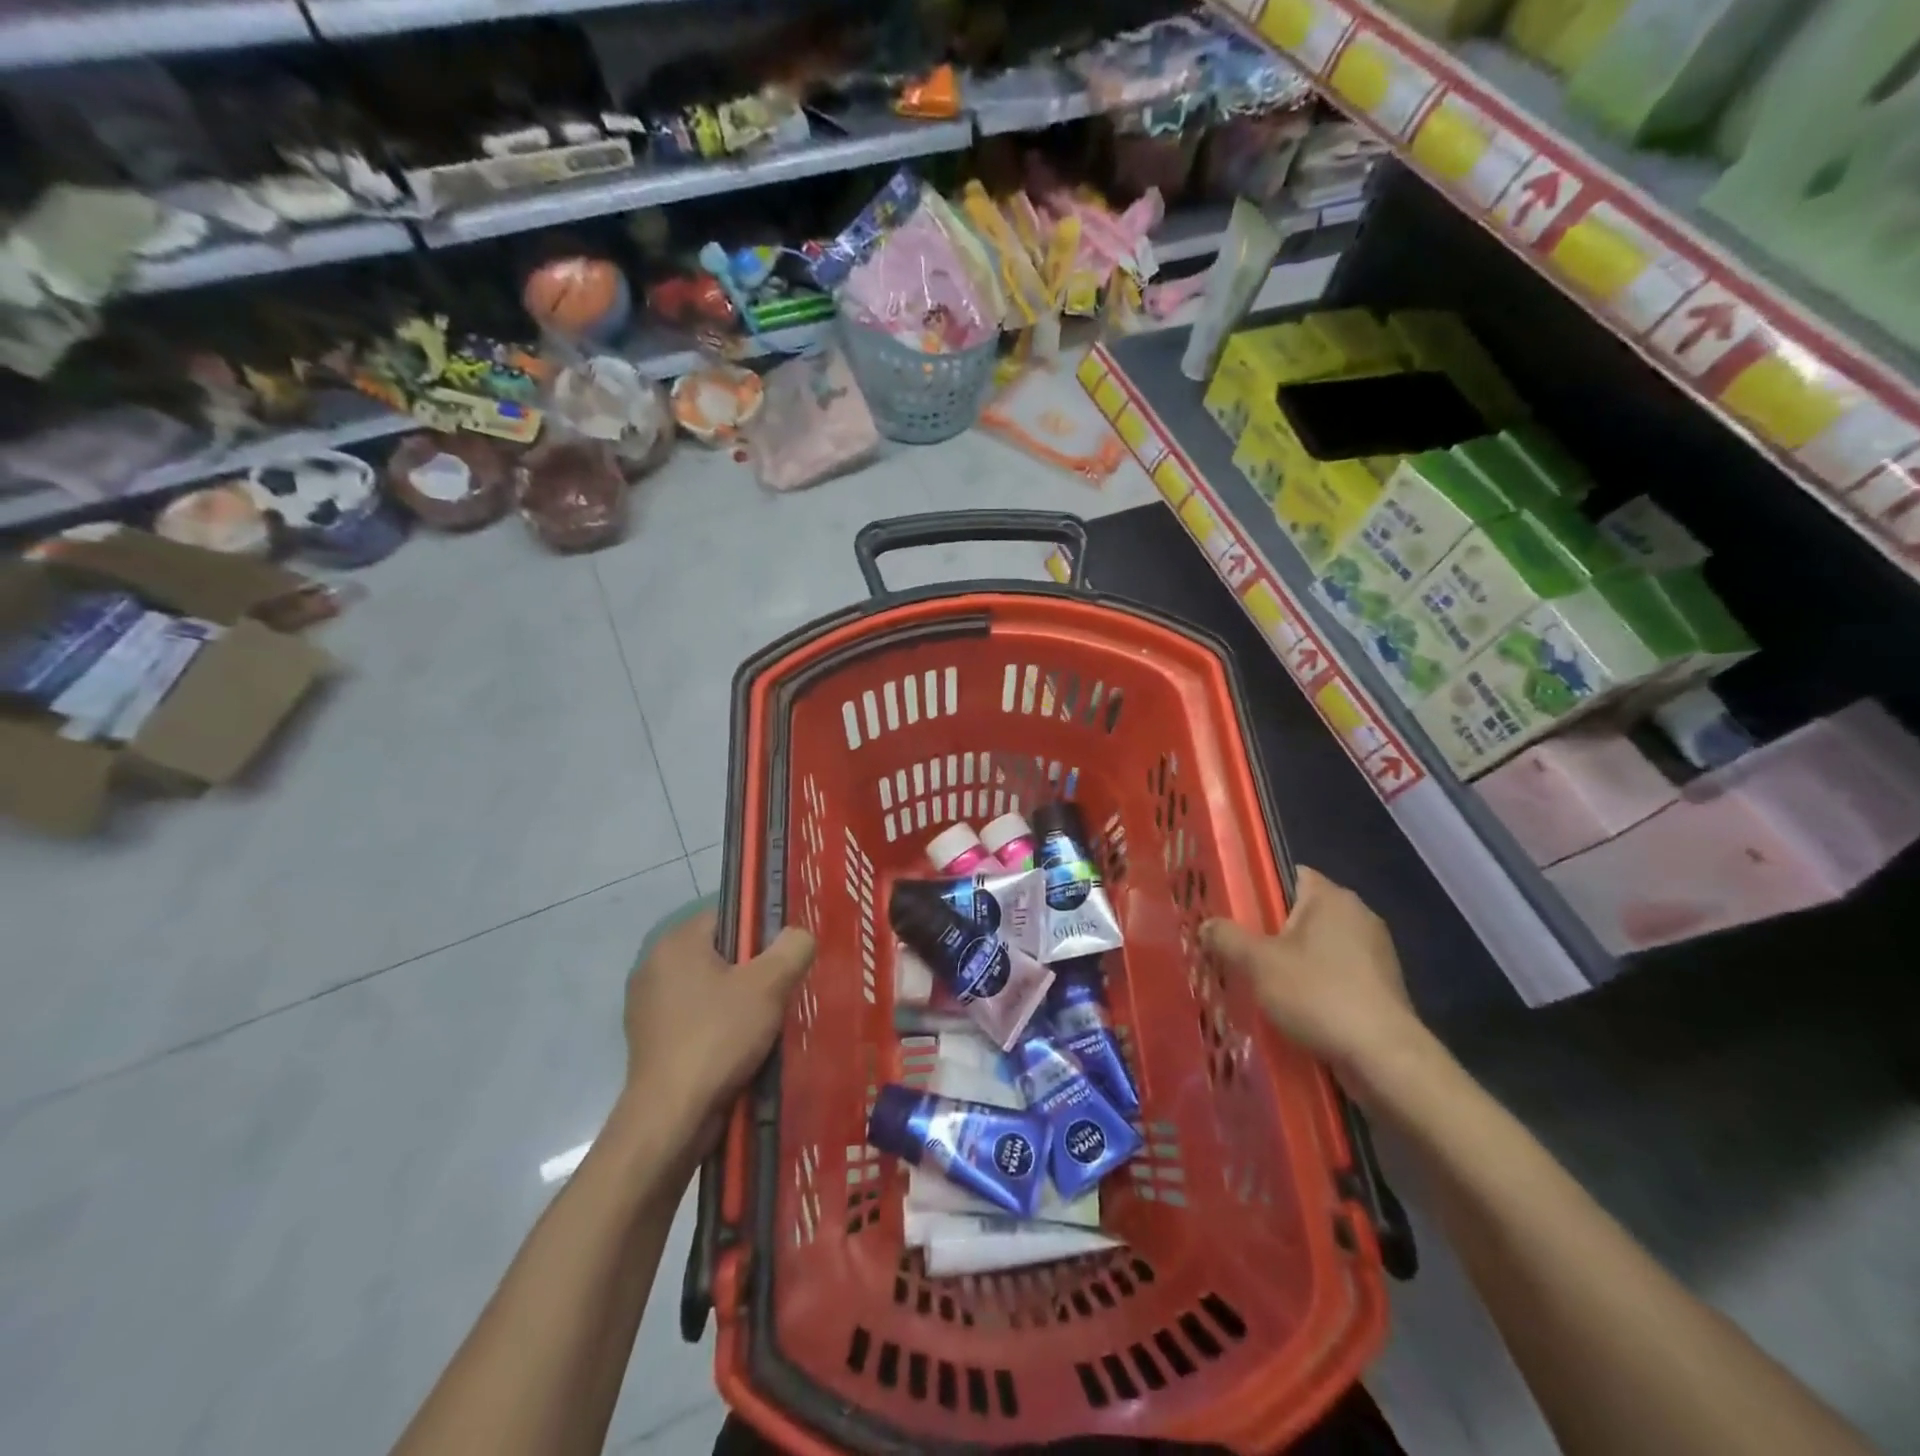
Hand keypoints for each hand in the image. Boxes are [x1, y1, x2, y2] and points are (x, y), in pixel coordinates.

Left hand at [622, 908, 814, 1147]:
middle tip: (783, 989)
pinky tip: (741, 1047)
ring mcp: (648, 1006)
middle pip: (719, 953)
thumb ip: (792, 948)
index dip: (762, 931)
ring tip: (767, 1022)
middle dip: (752, 969)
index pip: (729, 915)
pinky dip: (718, 1026)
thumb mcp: (769, 986)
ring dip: (737, 1001)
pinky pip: (695, 1019)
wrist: (671, 1116)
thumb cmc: (719, 1037)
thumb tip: (800, 935)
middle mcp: (655, 966)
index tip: (786, 956)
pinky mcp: (650, 1041)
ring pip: (708, 989)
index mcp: (677, 942)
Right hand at [1201, 867, 1422, 1078]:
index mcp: (1332, 898)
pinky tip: (1294, 1008)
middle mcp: (1359, 916)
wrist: (1384, 1058)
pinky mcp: (1382, 988)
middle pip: (1302, 913)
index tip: (1233, 912)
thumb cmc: (1319, 995)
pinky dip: (1316, 986)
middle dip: (1271, 931)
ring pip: (1319, 948)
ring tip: (1260, 983)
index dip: (1259, 890)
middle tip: (1238, 951)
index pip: (1290, 875)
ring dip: (1293, 962)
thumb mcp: (1258, 963)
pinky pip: (1337, 975)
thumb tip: (1205, 925)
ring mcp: (1375, 953)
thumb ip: (1226, 938)